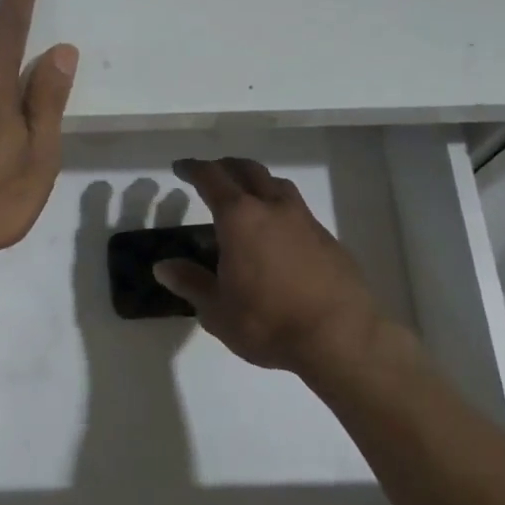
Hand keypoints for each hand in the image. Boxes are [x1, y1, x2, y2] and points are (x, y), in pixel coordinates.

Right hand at [154, 157, 385, 375]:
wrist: (341, 338)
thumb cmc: (268, 322)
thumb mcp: (217, 310)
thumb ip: (190, 283)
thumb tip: (163, 267)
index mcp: (239, 218)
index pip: (211, 178)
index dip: (193, 169)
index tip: (181, 167)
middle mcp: (272, 208)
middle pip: (247, 170)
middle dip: (225, 166)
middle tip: (210, 174)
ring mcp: (304, 220)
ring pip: (276, 184)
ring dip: (256, 180)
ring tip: (245, 195)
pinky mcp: (327, 238)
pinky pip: (296, 208)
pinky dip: (278, 206)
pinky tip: (276, 230)